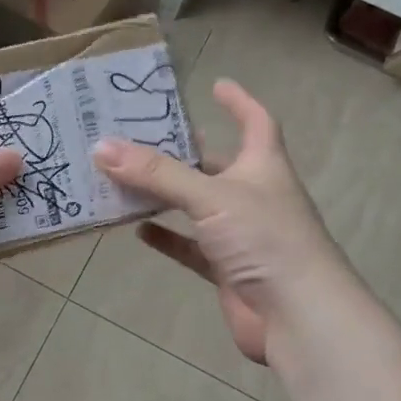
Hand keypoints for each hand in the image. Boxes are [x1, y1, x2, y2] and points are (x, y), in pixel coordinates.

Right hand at [94, 80, 344, 364]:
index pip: (257, 122)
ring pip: (197, 207)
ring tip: (126, 178)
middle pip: (217, 165)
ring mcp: (241, 235)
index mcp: (263, 167)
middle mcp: (254, 196)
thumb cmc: (265, 239)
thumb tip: (101, 147)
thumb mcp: (210, 197)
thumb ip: (157, 174)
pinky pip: (190, 247)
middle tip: (142, 135)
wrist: (298, 316)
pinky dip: (167, 237)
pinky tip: (138, 230)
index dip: (239, 102)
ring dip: (166, 195)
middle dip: (184, 151)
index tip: (216, 84)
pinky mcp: (227, 269)